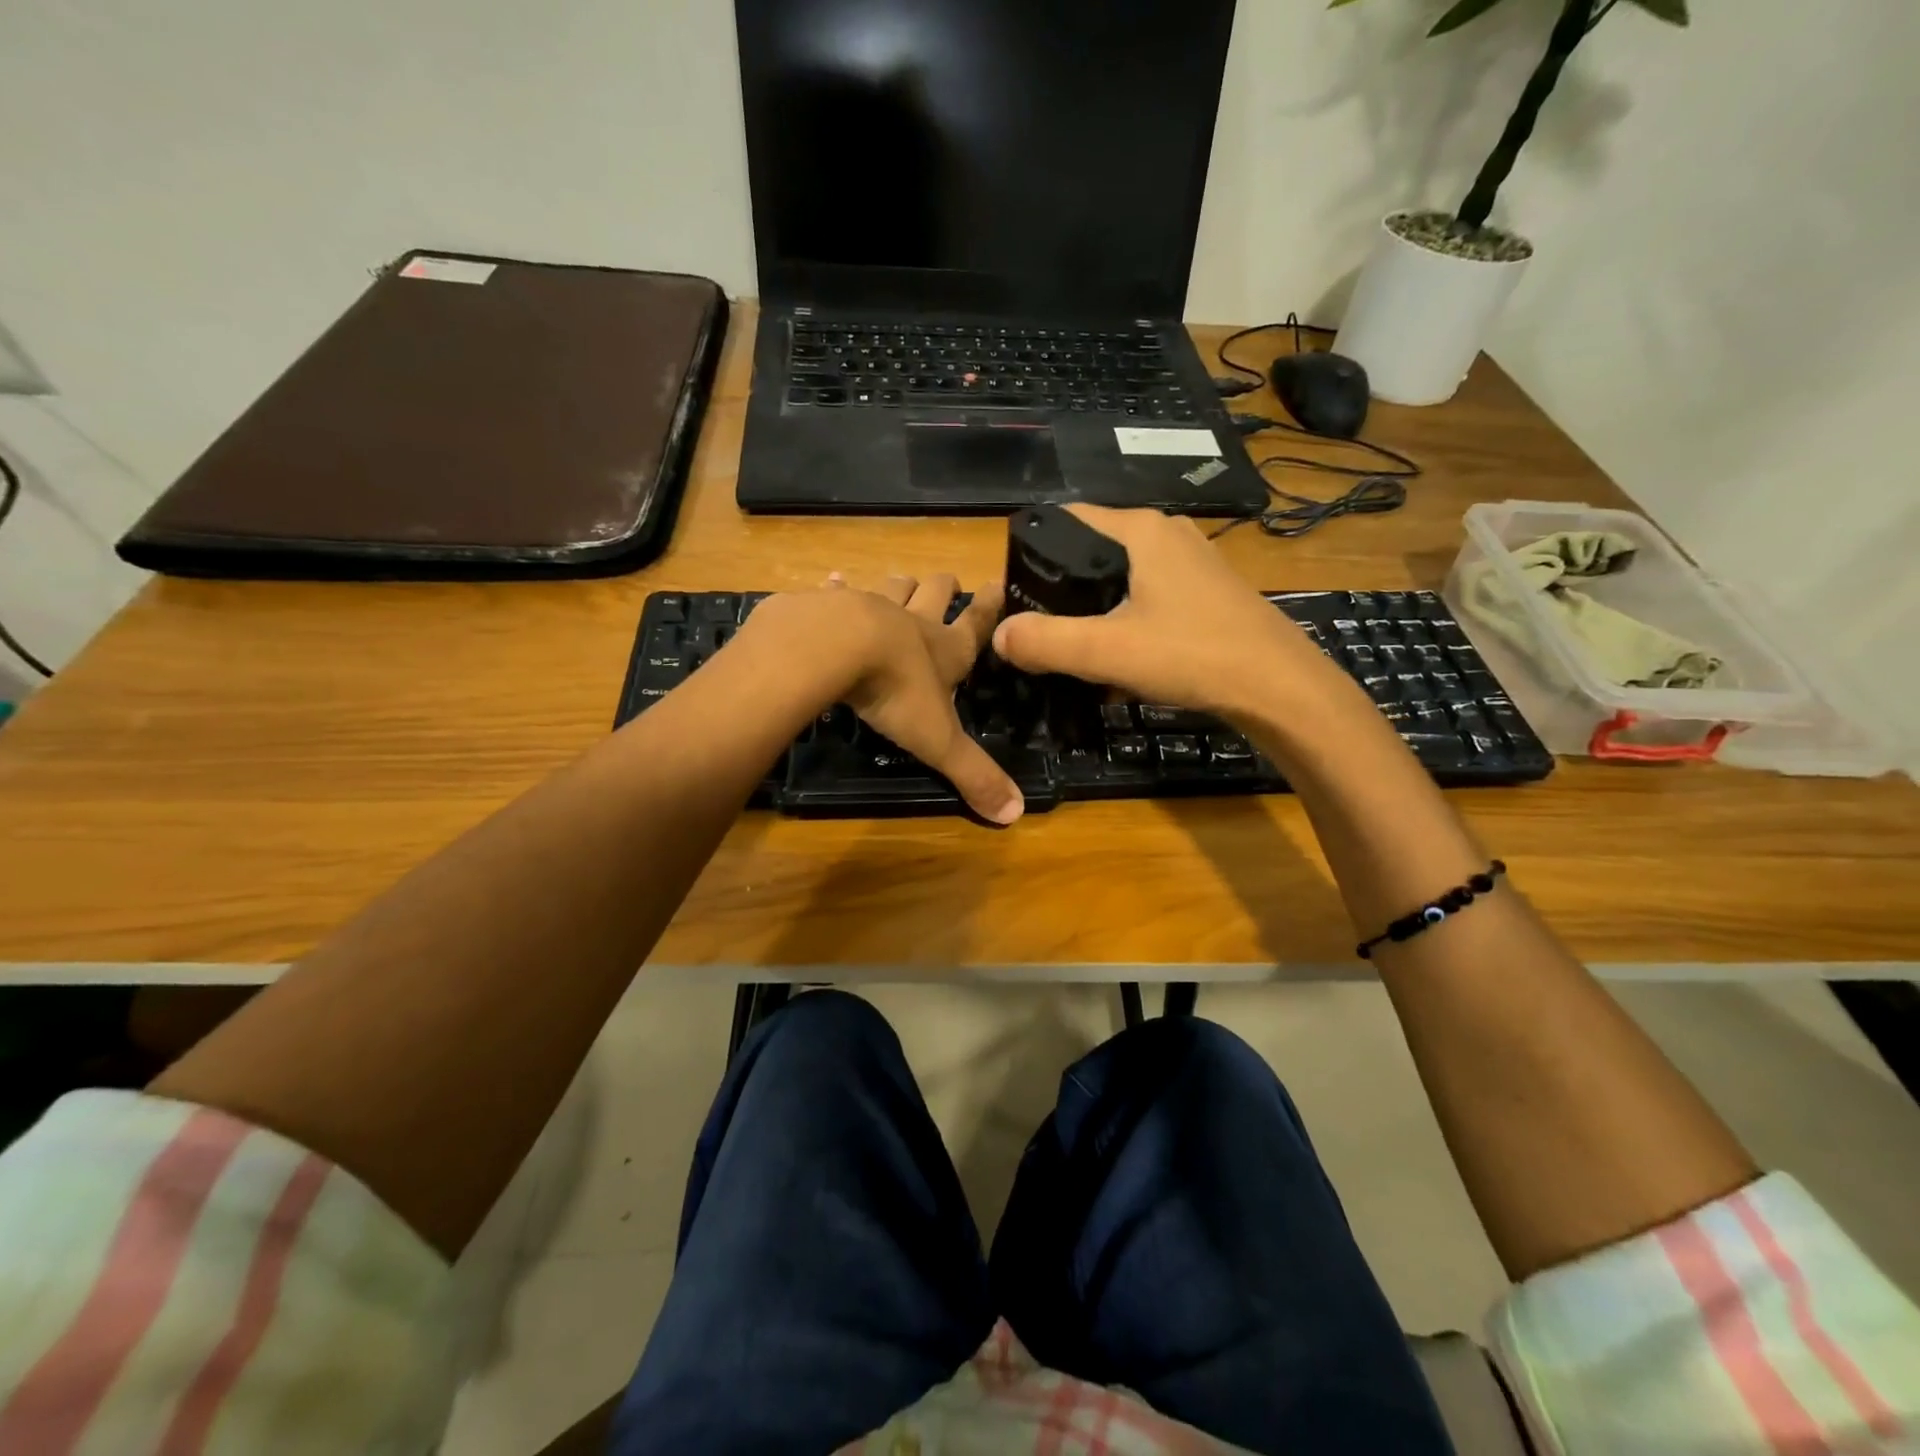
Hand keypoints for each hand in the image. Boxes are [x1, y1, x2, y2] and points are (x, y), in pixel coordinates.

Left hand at [749, 572, 1022, 824]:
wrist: (834, 648)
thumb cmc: (896, 692)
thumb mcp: (939, 741)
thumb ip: (973, 774)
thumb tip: (1015, 814)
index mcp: (944, 651)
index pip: (975, 625)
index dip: (990, 608)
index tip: (1000, 584)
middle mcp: (911, 622)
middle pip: (935, 593)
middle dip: (944, 588)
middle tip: (949, 582)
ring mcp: (869, 607)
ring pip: (892, 587)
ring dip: (900, 585)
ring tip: (903, 582)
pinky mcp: (828, 606)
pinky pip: (836, 591)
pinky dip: (838, 587)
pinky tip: (834, 581)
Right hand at [991, 505, 1359, 728]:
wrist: (1280, 689)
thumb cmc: (1193, 655)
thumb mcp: (1107, 651)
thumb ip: (1046, 642)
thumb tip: (999, 636)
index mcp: (1140, 530)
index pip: (1066, 518)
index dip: (1032, 552)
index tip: (1013, 594)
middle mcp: (1167, 534)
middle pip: (1091, 553)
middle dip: (1061, 592)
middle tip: (1039, 633)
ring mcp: (1192, 563)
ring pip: (1120, 581)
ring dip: (1094, 615)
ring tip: (1075, 654)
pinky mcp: (1206, 594)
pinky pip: (1148, 600)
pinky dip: (1126, 625)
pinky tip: (1120, 666)